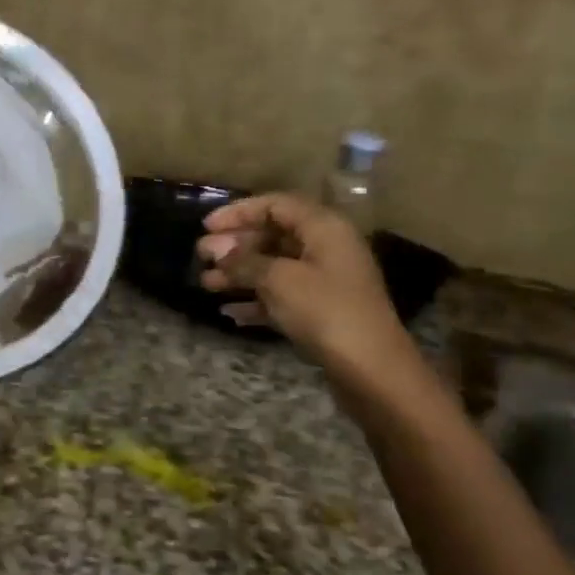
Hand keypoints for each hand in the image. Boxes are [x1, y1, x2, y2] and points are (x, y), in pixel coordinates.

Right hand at [195, 192, 420, 392]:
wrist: (372, 370)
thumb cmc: (325, 311)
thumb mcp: (278, 280)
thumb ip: (244, 261)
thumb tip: (217, 250)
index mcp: (323, 228)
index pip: (275, 204)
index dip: (239, 212)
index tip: (206, 226)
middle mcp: (327, 247)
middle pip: (273, 235)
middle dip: (235, 245)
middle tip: (202, 256)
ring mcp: (326, 280)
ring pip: (275, 266)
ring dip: (240, 273)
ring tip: (208, 284)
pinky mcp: (322, 310)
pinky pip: (282, 294)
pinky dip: (257, 300)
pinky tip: (230, 312)